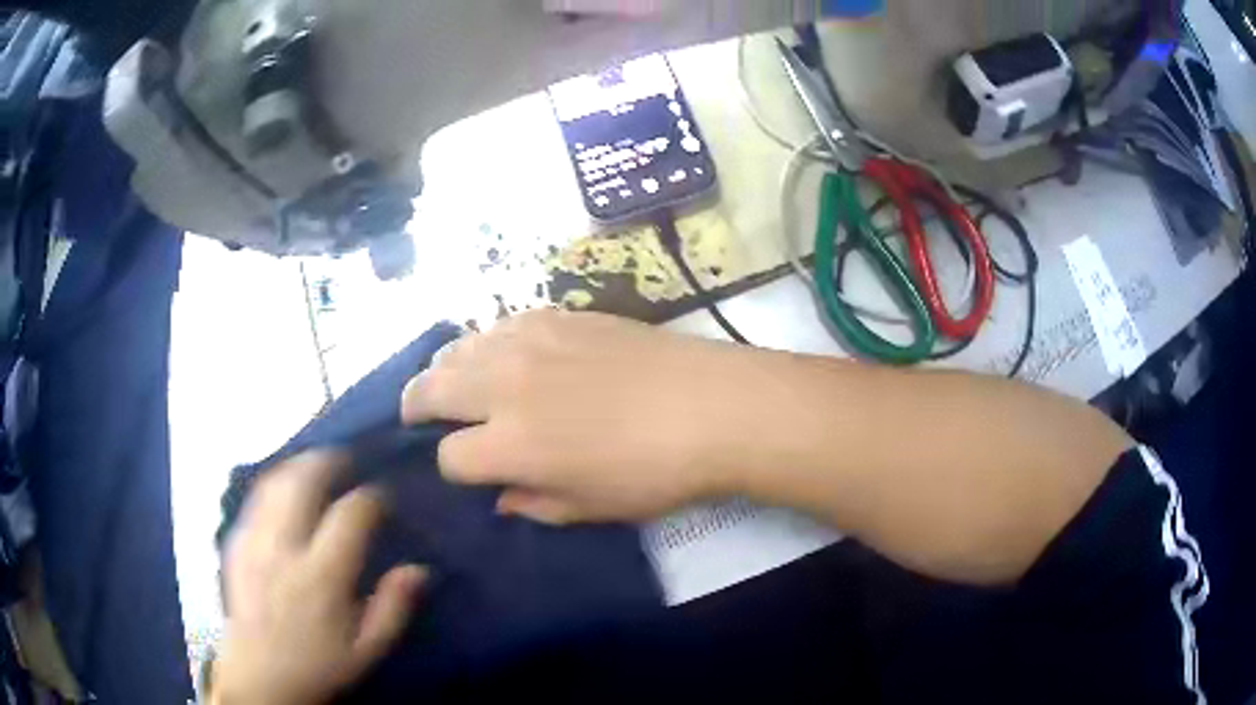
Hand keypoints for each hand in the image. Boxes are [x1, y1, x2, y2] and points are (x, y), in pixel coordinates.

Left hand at [214, 453, 426, 704]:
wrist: (259, 677)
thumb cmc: (319, 665)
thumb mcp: (367, 649)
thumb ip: (394, 607)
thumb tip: (420, 568)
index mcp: (321, 577)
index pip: (349, 515)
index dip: (370, 498)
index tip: (382, 498)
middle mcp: (283, 549)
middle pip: (302, 481)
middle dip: (328, 461)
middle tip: (347, 458)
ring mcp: (253, 541)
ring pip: (274, 481)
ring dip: (299, 465)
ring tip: (317, 465)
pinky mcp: (235, 543)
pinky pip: (255, 498)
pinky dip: (275, 483)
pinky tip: (286, 490)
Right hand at [401, 310, 750, 523]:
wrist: (711, 405)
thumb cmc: (654, 472)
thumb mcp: (589, 508)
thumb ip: (532, 504)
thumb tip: (499, 495)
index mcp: (510, 445)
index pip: (448, 456)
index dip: (453, 468)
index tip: (470, 472)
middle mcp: (505, 386)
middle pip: (430, 388)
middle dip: (416, 406)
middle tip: (420, 416)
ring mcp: (528, 342)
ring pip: (457, 349)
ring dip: (445, 370)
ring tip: (453, 383)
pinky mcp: (556, 315)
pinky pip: (498, 325)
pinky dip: (485, 343)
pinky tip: (502, 355)